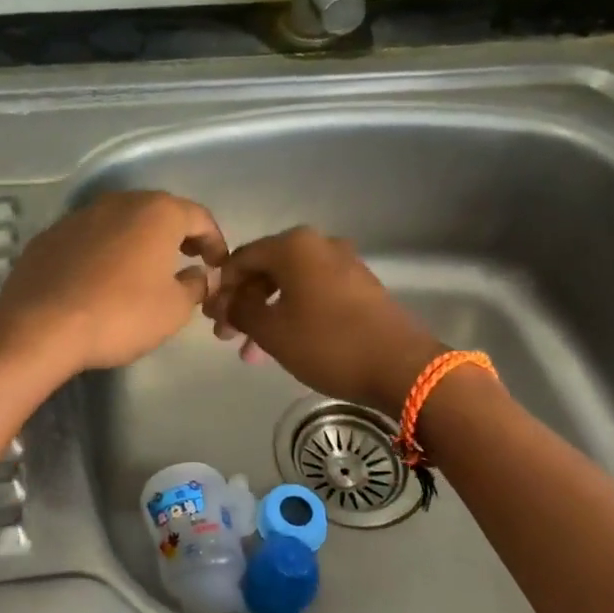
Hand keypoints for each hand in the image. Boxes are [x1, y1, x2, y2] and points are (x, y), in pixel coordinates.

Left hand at [0, 191, 227, 374]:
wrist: (40, 326)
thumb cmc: (120, 314)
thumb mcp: (174, 309)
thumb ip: (195, 286)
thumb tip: (197, 275)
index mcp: (157, 213)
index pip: (199, 217)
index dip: (215, 241)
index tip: (218, 266)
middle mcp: (119, 202)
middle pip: (159, 212)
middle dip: (177, 235)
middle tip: (188, 261)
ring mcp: (80, 216)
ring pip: (121, 222)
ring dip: (138, 241)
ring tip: (145, 271)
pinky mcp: (50, 235)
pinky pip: (90, 238)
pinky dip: (105, 251)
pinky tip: (102, 279)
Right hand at [208, 227, 443, 414]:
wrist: (401, 366)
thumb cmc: (327, 343)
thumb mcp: (271, 331)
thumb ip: (240, 311)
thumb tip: (226, 303)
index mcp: (294, 246)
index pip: (242, 259)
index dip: (222, 288)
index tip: (212, 318)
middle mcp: (319, 245)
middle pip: (267, 271)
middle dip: (244, 304)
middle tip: (228, 337)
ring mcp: (344, 264)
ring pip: (291, 286)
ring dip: (267, 315)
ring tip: (252, 352)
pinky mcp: (361, 287)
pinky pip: (314, 294)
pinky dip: (294, 314)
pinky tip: (285, 344)